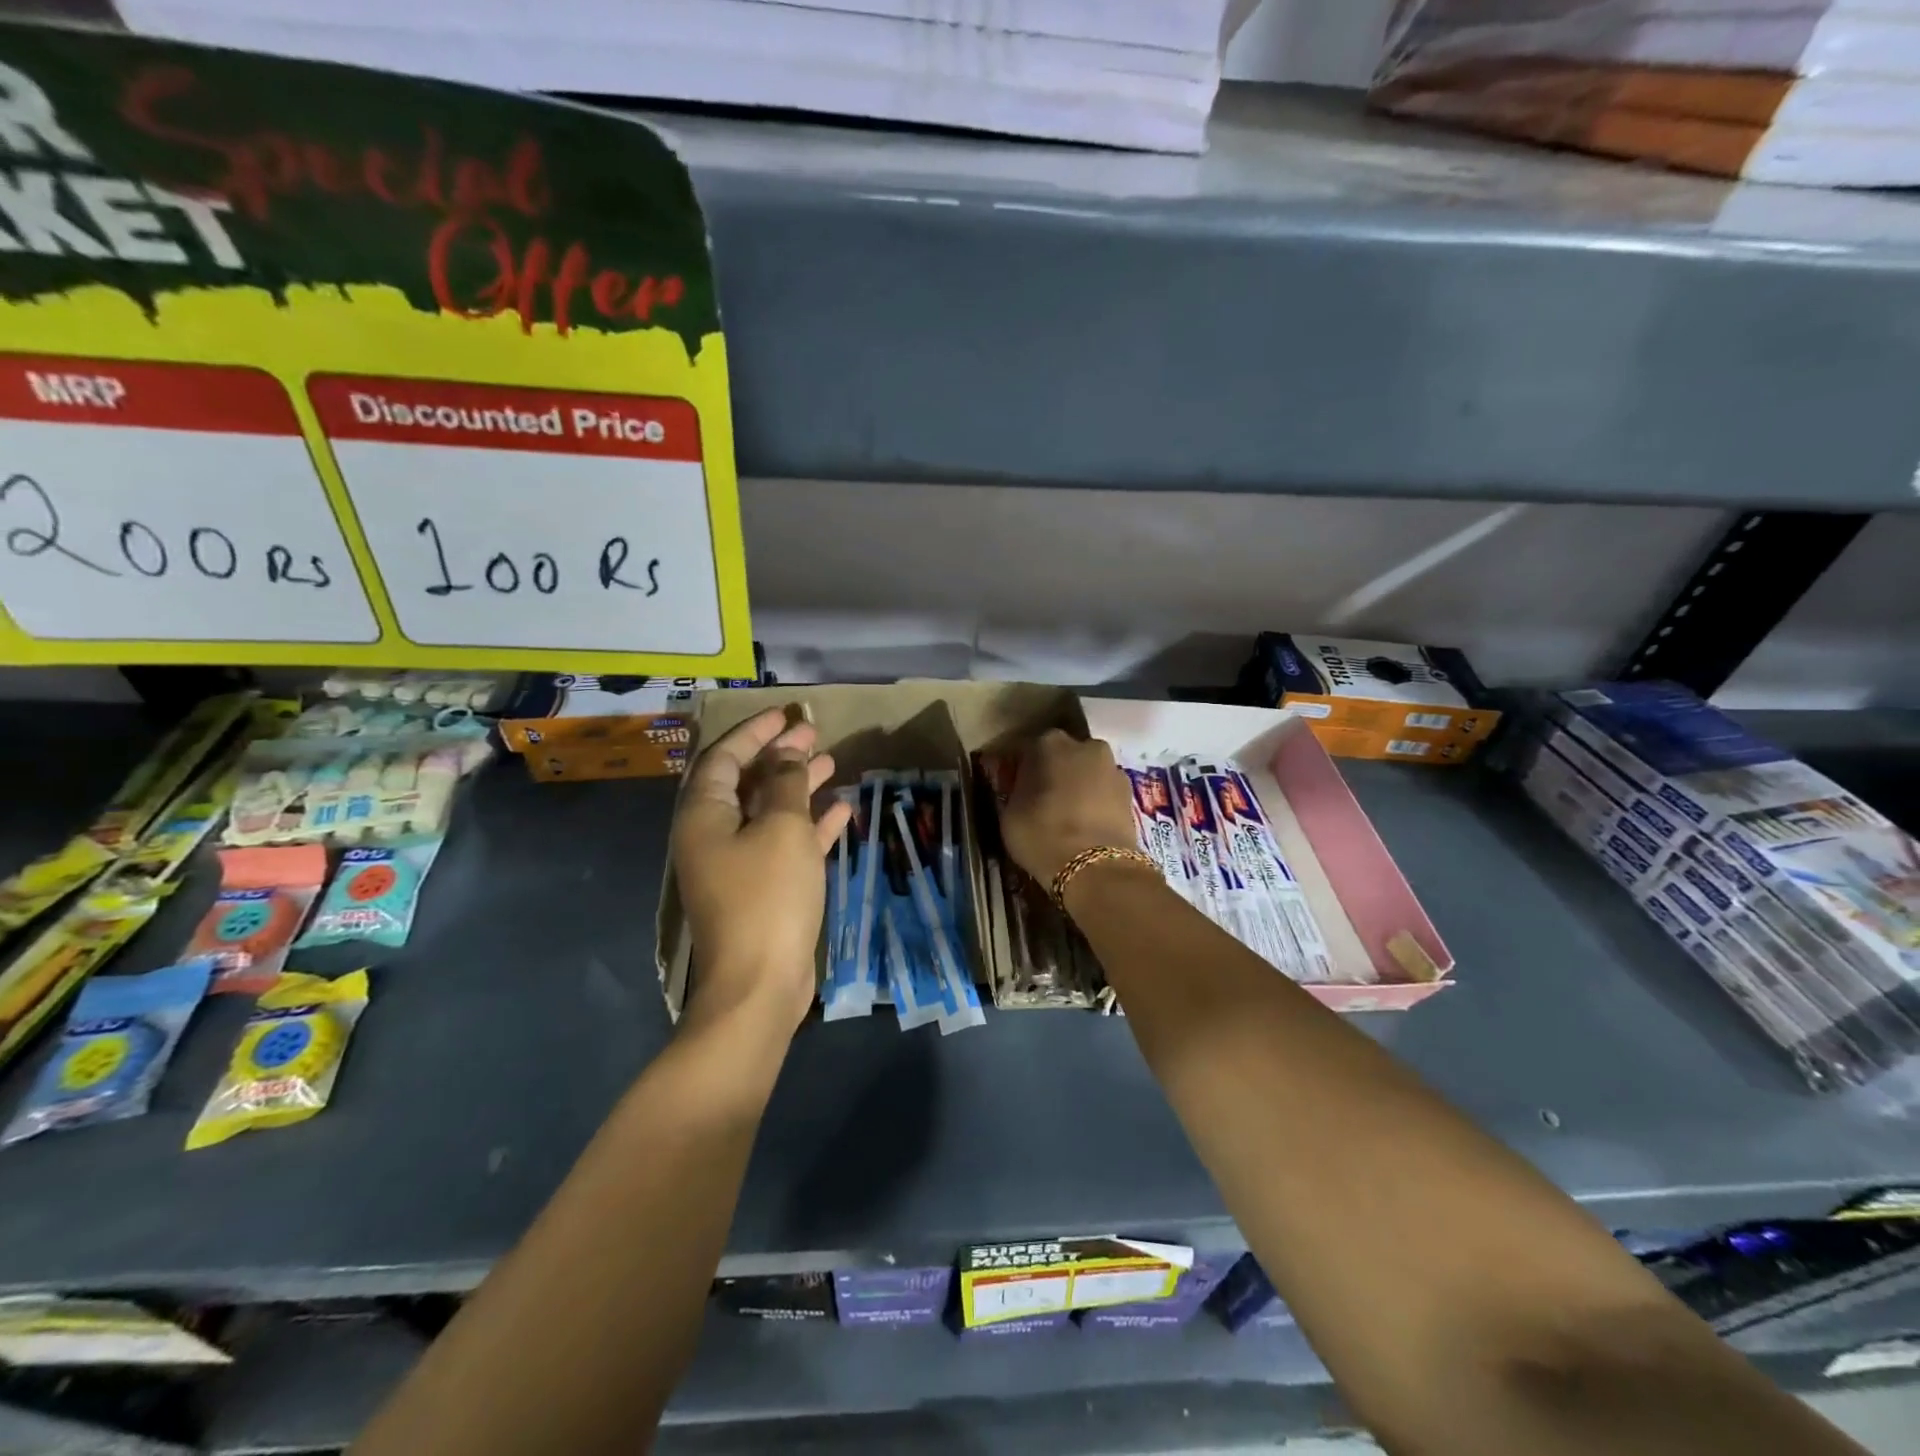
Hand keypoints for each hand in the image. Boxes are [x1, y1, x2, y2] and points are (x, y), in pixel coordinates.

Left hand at [671, 708, 853, 1032]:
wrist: (760, 985)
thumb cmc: (767, 897)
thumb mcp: (782, 829)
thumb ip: (786, 784)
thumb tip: (789, 753)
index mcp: (704, 815)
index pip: (724, 757)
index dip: (755, 732)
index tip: (786, 714)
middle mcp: (714, 834)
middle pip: (746, 782)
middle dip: (780, 756)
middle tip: (814, 735)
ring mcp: (738, 864)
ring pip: (769, 812)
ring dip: (798, 787)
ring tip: (832, 763)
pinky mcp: (763, 889)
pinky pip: (785, 843)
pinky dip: (810, 825)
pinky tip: (842, 809)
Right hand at [999, 730, 1138, 886]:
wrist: (1096, 868)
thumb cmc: (1042, 834)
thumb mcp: (1010, 813)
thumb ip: (1017, 791)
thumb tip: (1024, 789)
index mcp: (1049, 743)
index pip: (1029, 750)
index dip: (1022, 770)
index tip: (1016, 788)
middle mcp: (1085, 745)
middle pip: (1065, 756)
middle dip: (1055, 772)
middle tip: (1043, 800)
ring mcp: (1113, 768)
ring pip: (1088, 773)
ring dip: (1080, 786)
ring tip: (1068, 816)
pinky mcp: (1132, 794)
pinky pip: (1105, 793)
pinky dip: (1097, 803)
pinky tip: (1087, 825)